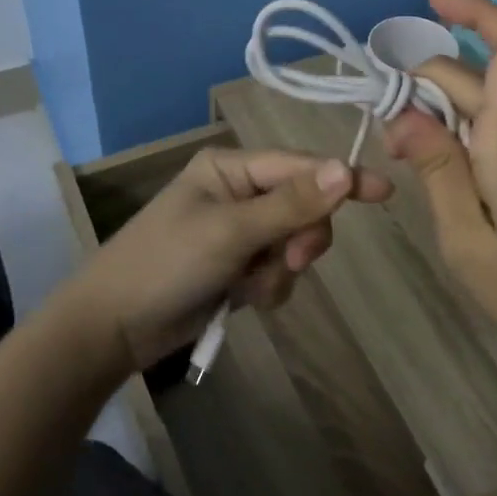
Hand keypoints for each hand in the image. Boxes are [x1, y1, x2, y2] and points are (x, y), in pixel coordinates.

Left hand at [70, 147, 392, 371]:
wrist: (112, 329)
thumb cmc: (166, 264)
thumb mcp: (231, 232)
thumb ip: (290, 203)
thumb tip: (344, 168)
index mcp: (231, 168)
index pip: (300, 166)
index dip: (341, 179)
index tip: (384, 193)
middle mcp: (238, 192)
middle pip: (303, 205)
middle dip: (301, 237)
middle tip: (290, 259)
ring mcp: (238, 231)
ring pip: (293, 242)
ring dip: (281, 268)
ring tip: (250, 287)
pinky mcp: (236, 266)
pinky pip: (277, 270)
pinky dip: (268, 286)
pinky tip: (242, 299)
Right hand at [383, 0, 496, 392]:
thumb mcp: (468, 242)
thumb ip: (436, 170)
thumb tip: (402, 113)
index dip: (478, 11)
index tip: (433, 4)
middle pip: (483, 78)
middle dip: (428, 85)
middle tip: (389, 136)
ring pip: (495, 106)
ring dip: (450, 113)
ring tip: (415, 159)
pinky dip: (474, 134)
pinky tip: (457, 178)